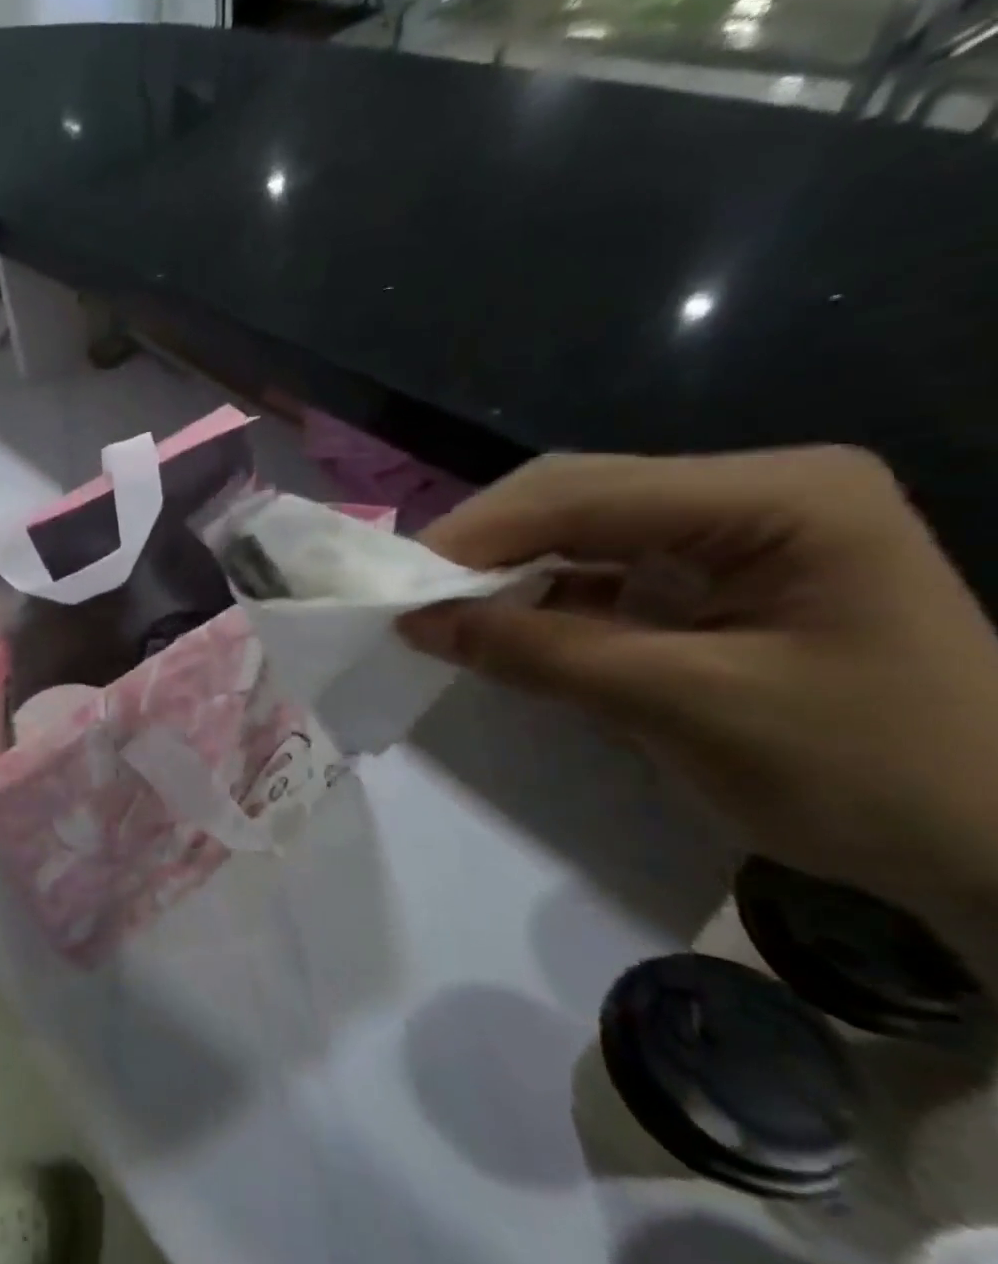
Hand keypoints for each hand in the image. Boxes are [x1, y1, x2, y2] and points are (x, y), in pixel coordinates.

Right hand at [398, 448, 997, 908]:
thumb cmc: (867, 772)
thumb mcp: (684, 707)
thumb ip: (542, 653)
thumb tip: (418, 623)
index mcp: (776, 496)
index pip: (585, 491)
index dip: (477, 535)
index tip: (396, 586)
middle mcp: (751, 491)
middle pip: (576, 495)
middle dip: (483, 545)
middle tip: (406, 595)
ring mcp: (734, 531)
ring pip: (579, 529)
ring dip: (504, 569)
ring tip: (437, 609)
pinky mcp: (715, 577)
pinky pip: (600, 570)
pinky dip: (540, 597)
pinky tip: (500, 623)